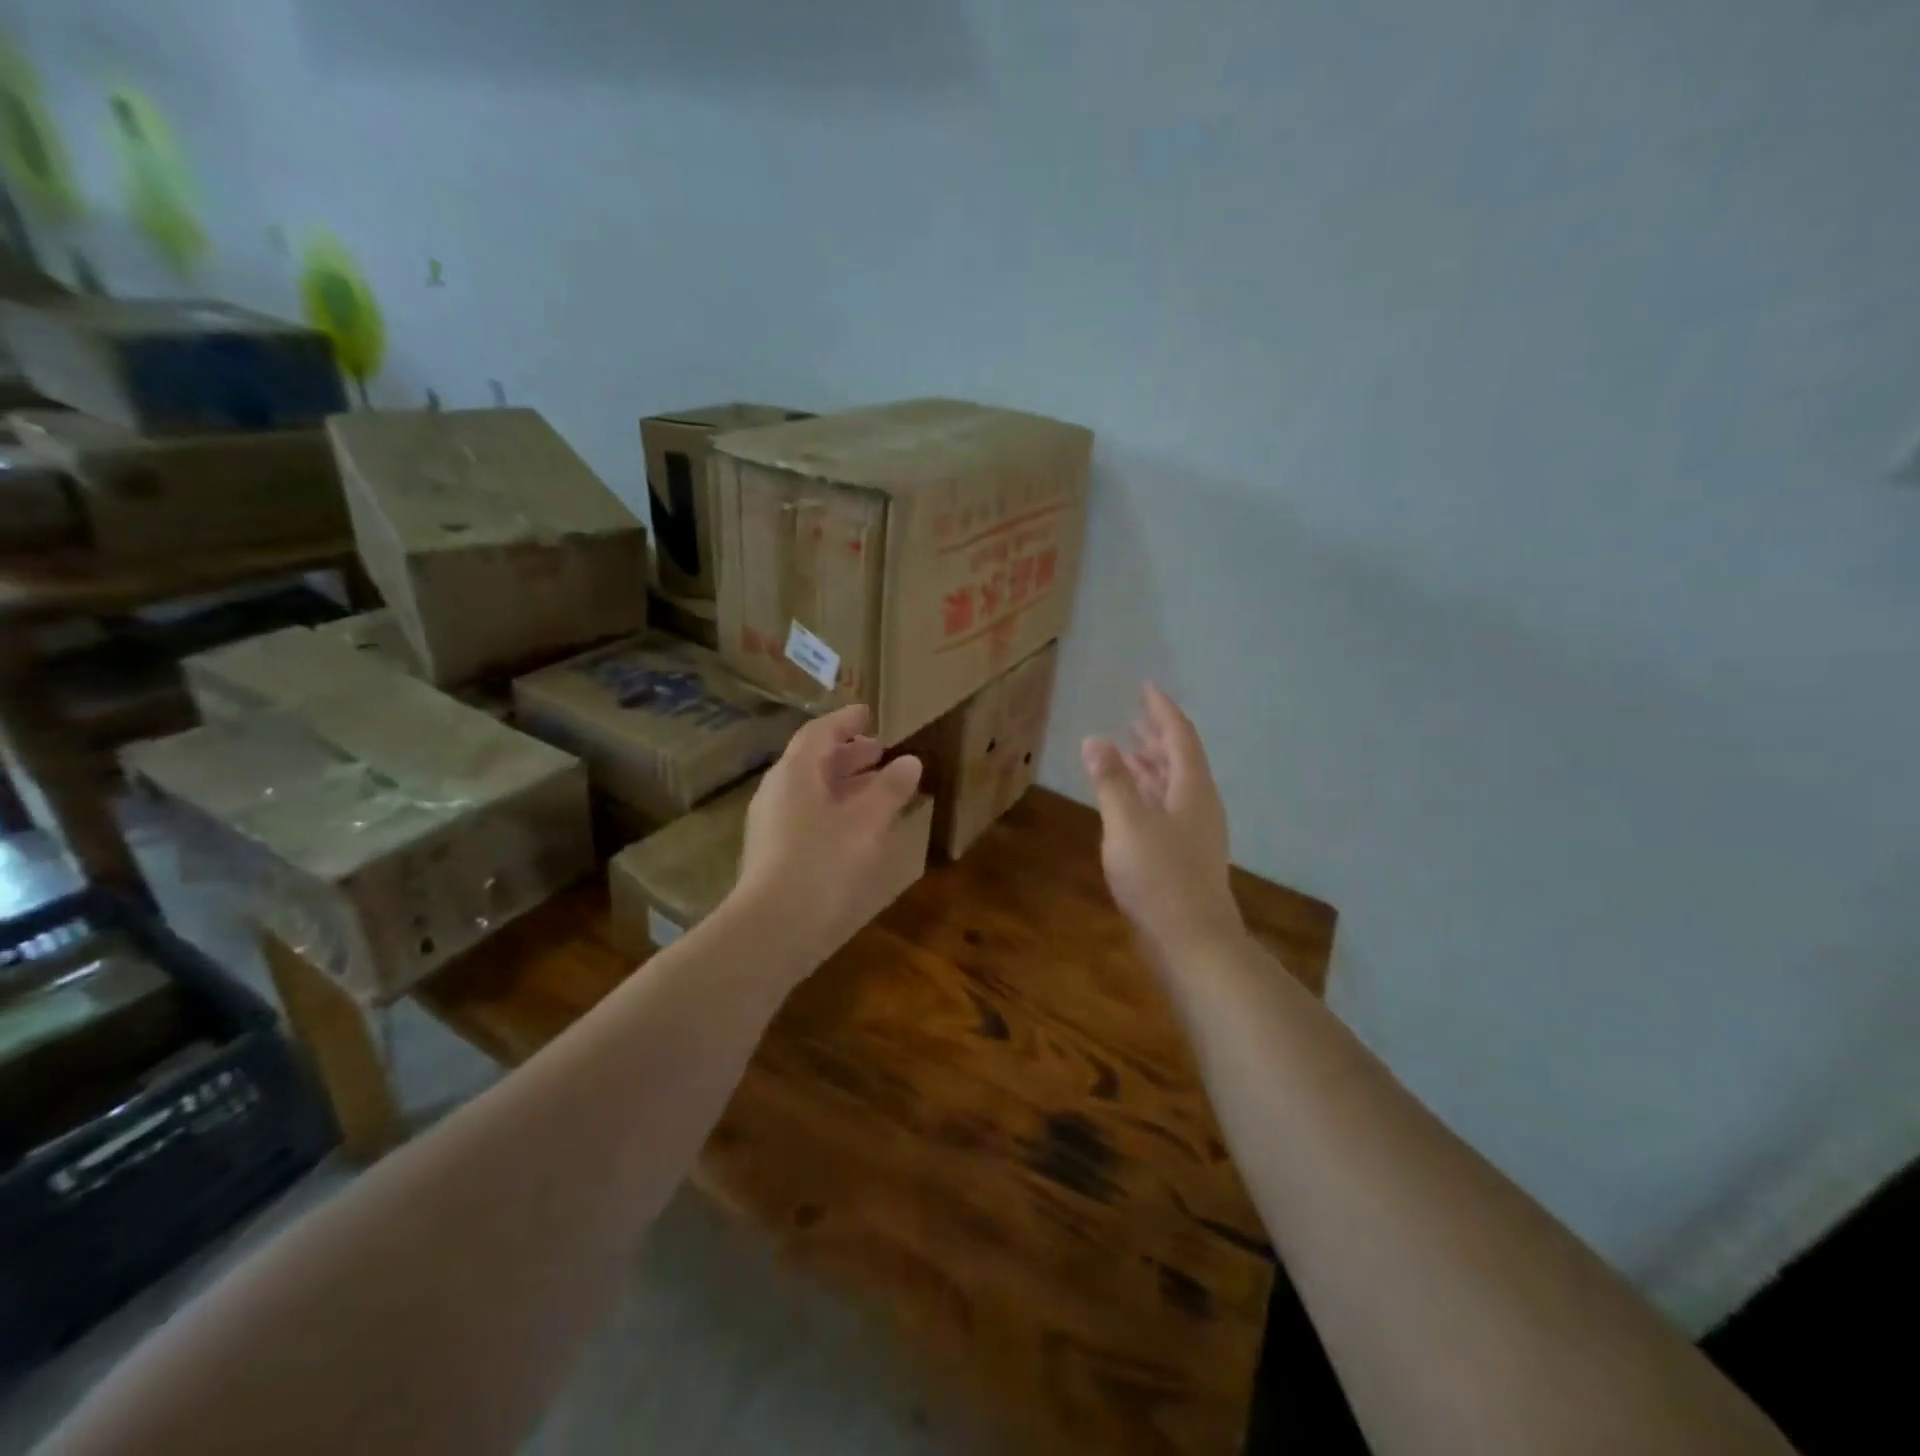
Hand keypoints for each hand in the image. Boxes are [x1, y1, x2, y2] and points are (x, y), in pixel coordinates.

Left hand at [733, 704, 923, 969]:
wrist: (773, 929)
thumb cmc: (823, 863)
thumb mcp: (867, 822)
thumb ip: (890, 789)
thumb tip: (910, 761)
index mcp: (795, 773)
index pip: (820, 732)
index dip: (845, 720)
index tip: (868, 712)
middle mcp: (778, 791)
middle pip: (814, 761)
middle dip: (849, 754)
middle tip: (881, 751)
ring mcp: (772, 824)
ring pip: (812, 791)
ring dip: (846, 784)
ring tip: (879, 788)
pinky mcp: (775, 853)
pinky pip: (809, 815)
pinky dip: (837, 809)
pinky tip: (860, 828)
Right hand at [1082, 685, 1244, 968]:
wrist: (1192, 943)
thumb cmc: (1160, 878)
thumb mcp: (1128, 823)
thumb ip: (1111, 780)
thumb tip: (1095, 739)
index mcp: (1193, 790)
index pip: (1180, 737)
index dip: (1162, 711)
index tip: (1146, 688)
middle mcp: (1199, 806)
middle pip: (1180, 760)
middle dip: (1157, 737)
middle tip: (1134, 718)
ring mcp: (1194, 834)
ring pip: (1172, 787)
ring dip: (1151, 766)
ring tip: (1126, 752)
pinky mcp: (1184, 858)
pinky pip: (1165, 810)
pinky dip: (1146, 795)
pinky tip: (1128, 804)